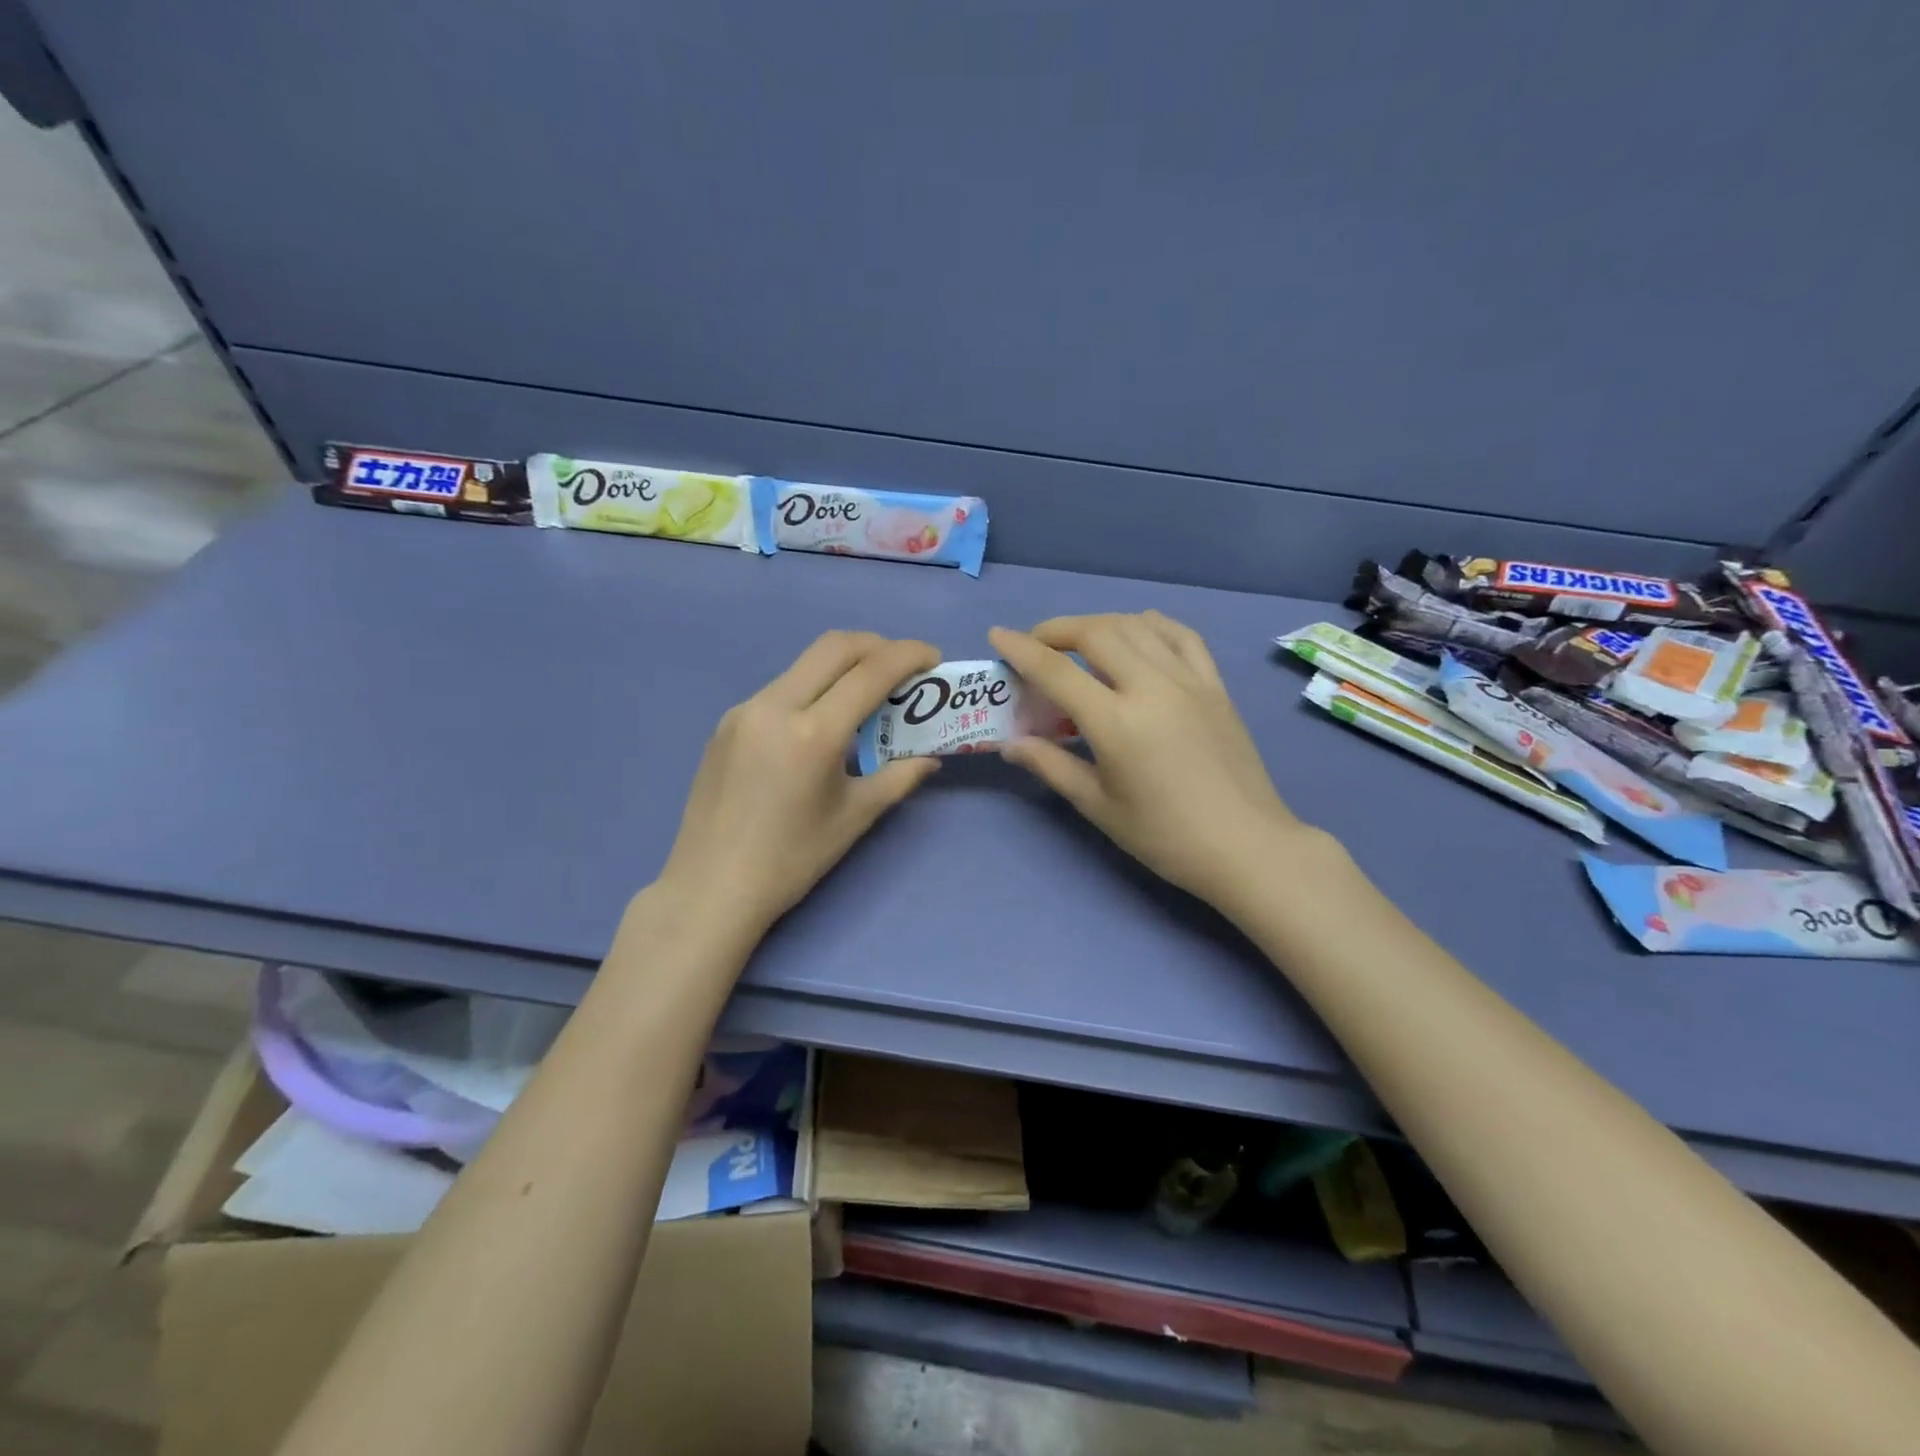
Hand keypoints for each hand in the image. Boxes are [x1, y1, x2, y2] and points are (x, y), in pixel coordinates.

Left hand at [655, 631, 942, 933]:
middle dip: (877, 645)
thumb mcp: (854, 817)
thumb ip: (898, 778)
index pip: (870, 671)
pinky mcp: (726, 723)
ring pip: (804, 664)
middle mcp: (774, 706)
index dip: (909, 655)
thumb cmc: (791, 860)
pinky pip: (780, 689)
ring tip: (867, 695)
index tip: (933, 658)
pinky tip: (822, 724)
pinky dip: (813, 689)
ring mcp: (744, 711)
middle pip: (834, 646)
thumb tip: (930, 758)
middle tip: (903, 667)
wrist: (711, 887)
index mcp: (813, 734)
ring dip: (843, 666)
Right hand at [989, 612, 1311, 908]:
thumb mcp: (1099, 806)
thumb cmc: (1165, 836)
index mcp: (1117, 722)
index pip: (1057, 671)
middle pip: (1097, 633)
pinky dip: (1151, 624)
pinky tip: (1138, 631)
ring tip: (1080, 641)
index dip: (1021, 649)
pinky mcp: (1215, 685)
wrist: (1246, 846)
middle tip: (1037, 646)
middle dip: (1057, 630)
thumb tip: (1009, 744)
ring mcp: (1189, 680)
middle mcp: (1152, 687)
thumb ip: (1051, 766)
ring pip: (1137, 625)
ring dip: (1100, 623)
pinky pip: (1181, 635)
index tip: (998, 635)